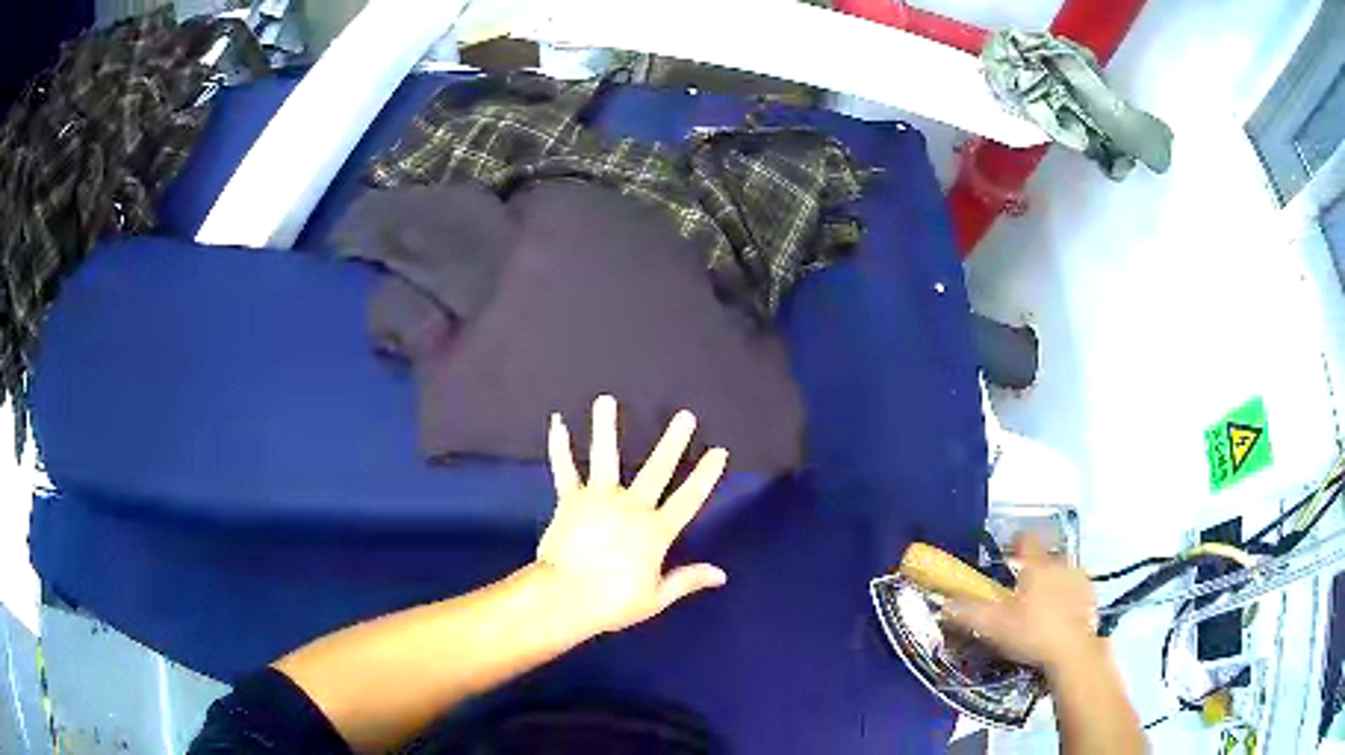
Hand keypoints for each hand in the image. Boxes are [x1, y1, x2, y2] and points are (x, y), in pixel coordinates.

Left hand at [536, 395, 728, 634]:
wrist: (566, 597)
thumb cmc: (613, 601)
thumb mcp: (656, 597)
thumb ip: (687, 580)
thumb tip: (721, 574)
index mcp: (656, 531)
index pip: (689, 499)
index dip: (706, 475)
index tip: (719, 451)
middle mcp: (632, 507)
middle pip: (657, 469)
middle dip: (673, 442)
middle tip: (684, 416)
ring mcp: (599, 499)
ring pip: (605, 457)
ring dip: (606, 427)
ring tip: (606, 400)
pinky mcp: (571, 500)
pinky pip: (564, 470)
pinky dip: (559, 447)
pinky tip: (557, 422)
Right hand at [945, 534, 1100, 673]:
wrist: (1073, 651)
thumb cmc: (1032, 633)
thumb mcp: (994, 626)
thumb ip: (969, 612)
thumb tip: (944, 602)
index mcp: (1036, 565)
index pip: (1026, 540)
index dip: (1017, 544)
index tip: (1009, 555)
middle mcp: (1060, 563)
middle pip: (1045, 558)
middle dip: (1035, 570)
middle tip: (1022, 593)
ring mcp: (1079, 578)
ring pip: (1062, 572)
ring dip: (1052, 583)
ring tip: (1042, 608)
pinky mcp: (1091, 595)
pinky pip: (1075, 589)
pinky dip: (1068, 598)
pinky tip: (1060, 618)